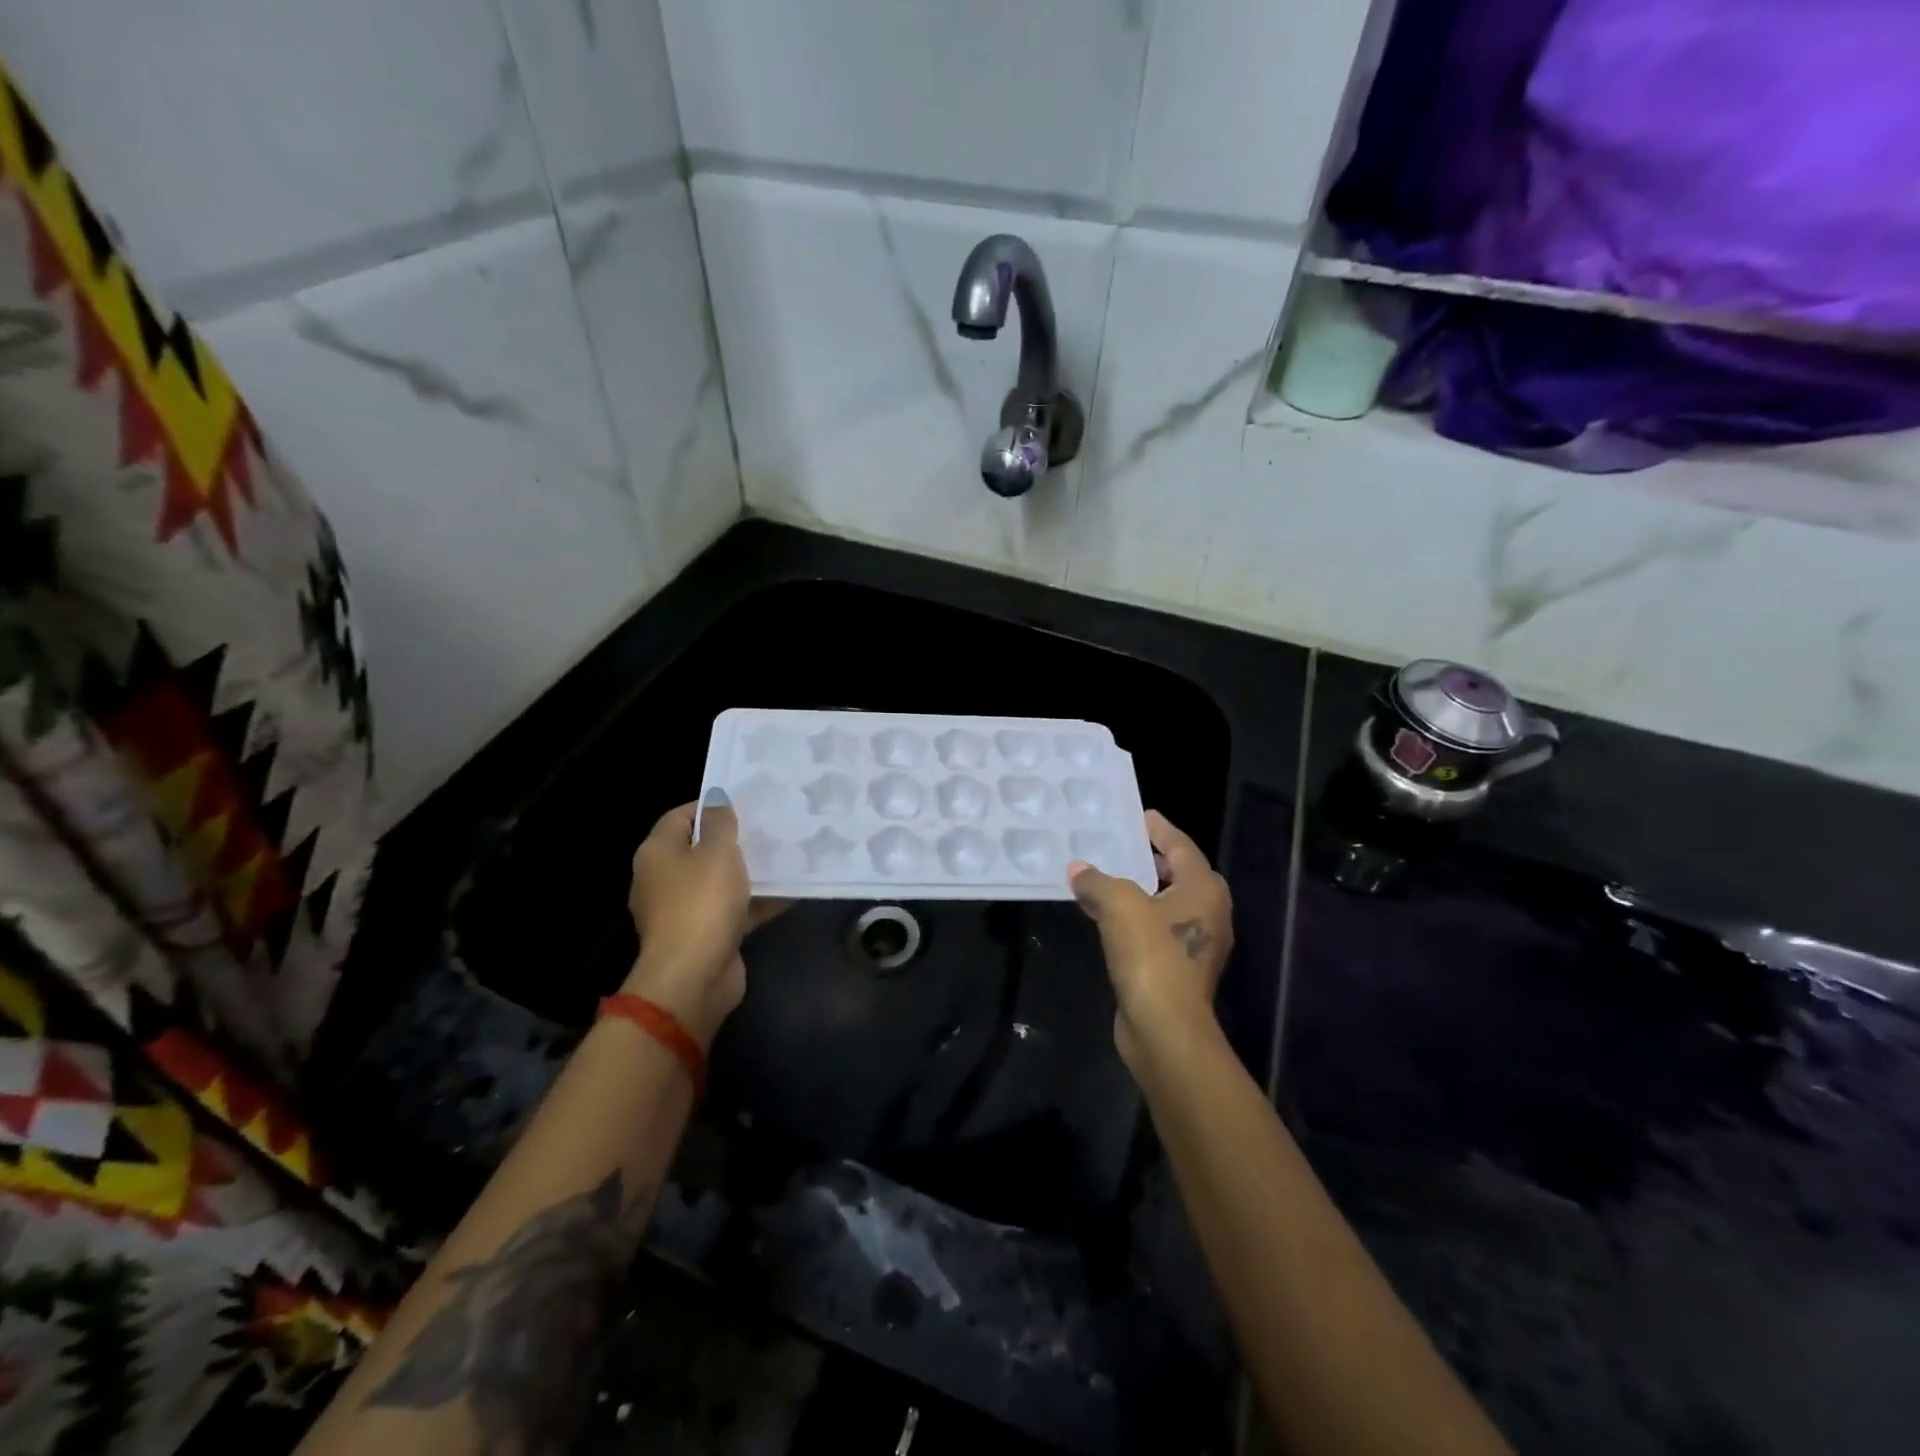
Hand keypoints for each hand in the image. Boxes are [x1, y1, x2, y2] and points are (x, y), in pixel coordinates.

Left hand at [623, 792, 784, 1045]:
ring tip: (785, 857)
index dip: (710, 807)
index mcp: (657, 853)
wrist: (694, 976)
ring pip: (719, 882)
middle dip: (734, 840)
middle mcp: (663, 879)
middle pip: (700, 850)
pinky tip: (789, 893)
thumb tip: (716, 797)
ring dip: (748, 873)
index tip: (746, 804)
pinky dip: (755, 902)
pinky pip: (732, 910)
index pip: (680, 816)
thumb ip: (720, 822)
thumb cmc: (702, 903)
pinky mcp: (704, 936)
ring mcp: (682, 910)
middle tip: (769, 828)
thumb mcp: (717, 851)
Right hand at [1067, 810, 1232, 1070]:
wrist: (1165, 1028)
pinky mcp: (1178, 970)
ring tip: (1104, 877)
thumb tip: (1078, 869)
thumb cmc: (1151, 955)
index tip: (1141, 816)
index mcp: (1204, 889)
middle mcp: (1208, 913)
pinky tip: (1104, 917)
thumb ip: (1097, 880)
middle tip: (1120, 845)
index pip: (1182, 847)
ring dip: (1138, 891)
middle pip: (1178, 875)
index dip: (1160, 830)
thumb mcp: (1119, 905)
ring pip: (1164, 905)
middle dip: (1150, 860)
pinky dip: (1133, 919)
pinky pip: (1154, 931)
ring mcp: (1195, 945)